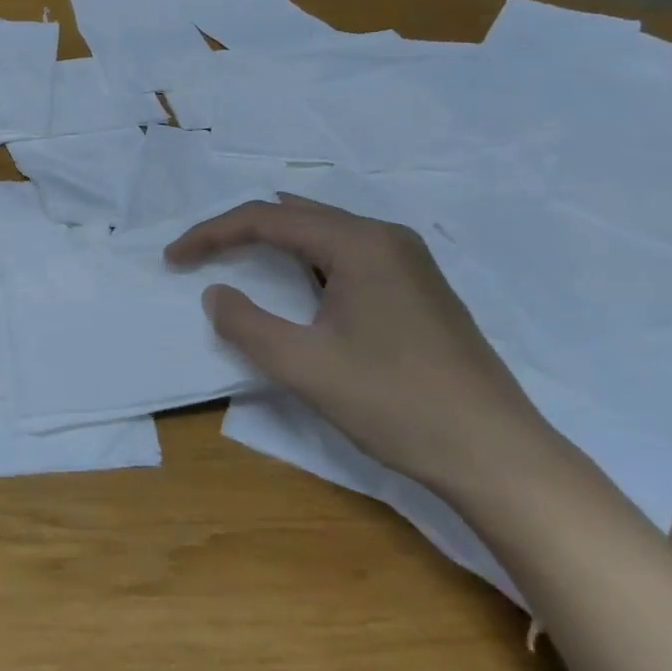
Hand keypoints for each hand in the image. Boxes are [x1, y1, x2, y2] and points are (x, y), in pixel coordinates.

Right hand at [165, 196, 562, 499]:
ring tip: (234, 261)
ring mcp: (408, 261)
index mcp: (358, 243)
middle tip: (199, 256)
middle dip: (239, 231)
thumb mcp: (304, 366)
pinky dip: (305, 260)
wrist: (498, 455)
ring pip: (323, 232)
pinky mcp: (418, 287)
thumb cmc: (395, 404)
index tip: (173, 258)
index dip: (211, 233)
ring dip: (274, 244)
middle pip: (295, 215)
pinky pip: (346, 254)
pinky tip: (295, 285)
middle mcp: (385, 237)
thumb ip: (246, 324)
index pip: (266, 218)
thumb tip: (216, 293)